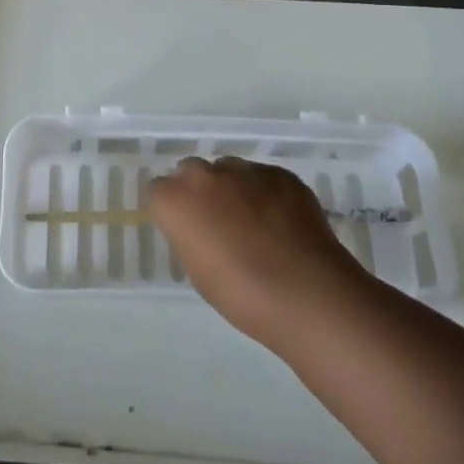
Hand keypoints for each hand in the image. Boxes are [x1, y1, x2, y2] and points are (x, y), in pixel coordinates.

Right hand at [148, 156, 364, 345]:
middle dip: (199, 192)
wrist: (306, 292)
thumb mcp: (198, 272)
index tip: (185, 231)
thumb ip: (189, 236)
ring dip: (232, 189)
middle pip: (191, 172)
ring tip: (255, 223)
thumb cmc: (242, 294)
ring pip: (228, 171)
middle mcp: (205, 174)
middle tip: (217, 224)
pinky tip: (282, 223)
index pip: (158, 192)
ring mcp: (245, 169)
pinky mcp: (279, 173)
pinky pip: (262, 178)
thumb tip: (198, 227)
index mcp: (176, 200)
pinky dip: (265, 194)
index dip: (171, 212)